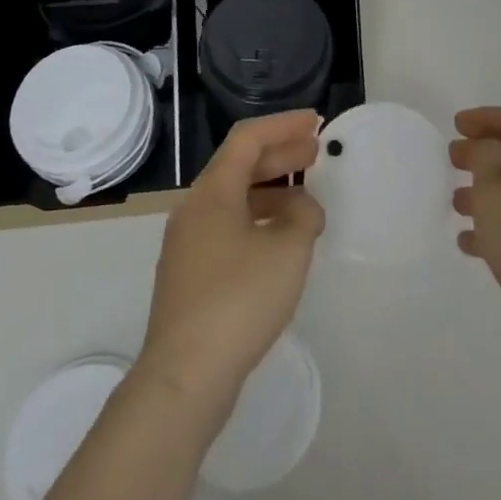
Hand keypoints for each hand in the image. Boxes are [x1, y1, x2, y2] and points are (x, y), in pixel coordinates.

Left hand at [138, 111, 324, 414]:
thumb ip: (303, 215)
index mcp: (212, 192)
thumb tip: (300, 206)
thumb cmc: (238, 300)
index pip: (248, 139)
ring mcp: (188, 244)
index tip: (316, 122)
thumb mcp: (287, 249)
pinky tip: (282, 241)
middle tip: (316, 152)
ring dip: (271, 190)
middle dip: (280, 155)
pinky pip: (228, 229)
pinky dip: (258, 220)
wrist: (184, 377)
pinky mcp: (190, 276)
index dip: (283, 125)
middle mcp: (194, 209)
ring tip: (307, 199)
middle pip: (239, 166)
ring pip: (234, 199)